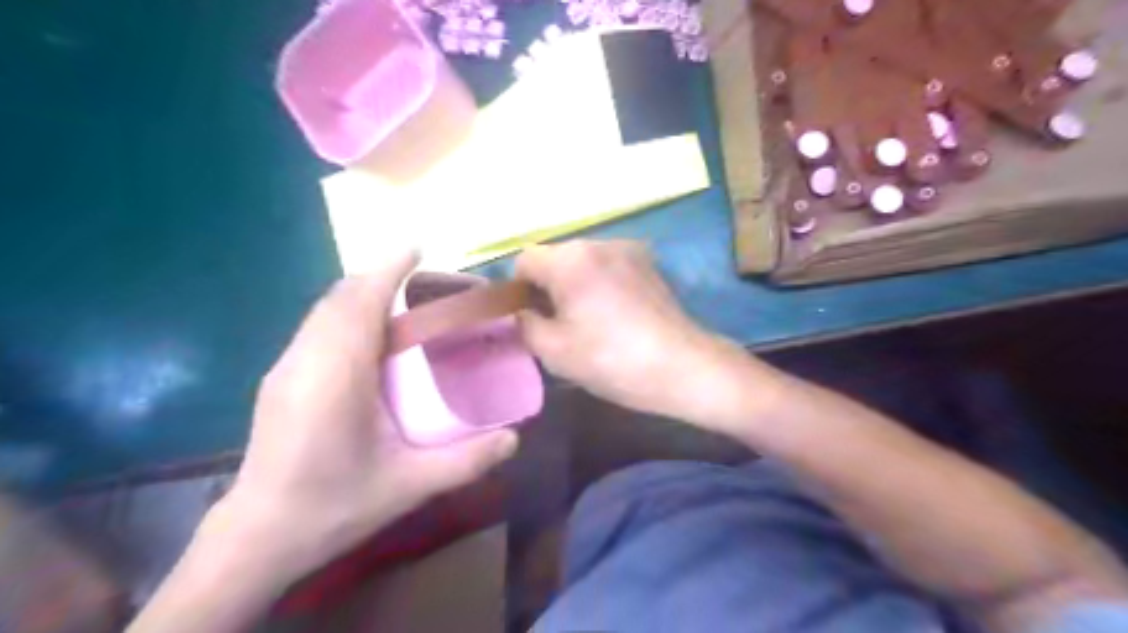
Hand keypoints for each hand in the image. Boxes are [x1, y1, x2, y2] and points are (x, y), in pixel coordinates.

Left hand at [209, 251, 518, 583]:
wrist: (258, 538)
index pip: (361, 301)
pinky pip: (317, 327)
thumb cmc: (334, 506)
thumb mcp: (410, 485)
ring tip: (402, 303)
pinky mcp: (279, 379)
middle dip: (380, 277)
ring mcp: (286, 368)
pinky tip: (370, 339)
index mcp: (337, 375)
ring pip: (325, 309)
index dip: (389, 269)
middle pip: (341, 296)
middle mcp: (306, 359)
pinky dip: (346, 314)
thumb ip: (466, 460)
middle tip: (423, 282)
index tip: (418, 249)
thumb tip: (514, 440)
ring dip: (362, 294)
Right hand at [515, 242, 747, 425]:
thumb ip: (525, 324)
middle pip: (555, 258)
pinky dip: (601, 283)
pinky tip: (614, 313)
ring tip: (589, 319)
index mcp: (570, 260)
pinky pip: (609, 266)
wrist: (681, 366)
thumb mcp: (553, 351)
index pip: (524, 261)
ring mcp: (628, 249)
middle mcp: (598, 242)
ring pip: (583, 261)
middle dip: (548, 286)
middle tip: (558, 323)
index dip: (519, 290)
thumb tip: (524, 311)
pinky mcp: (648, 262)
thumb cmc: (611, 360)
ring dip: (576, 283)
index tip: (531, 318)